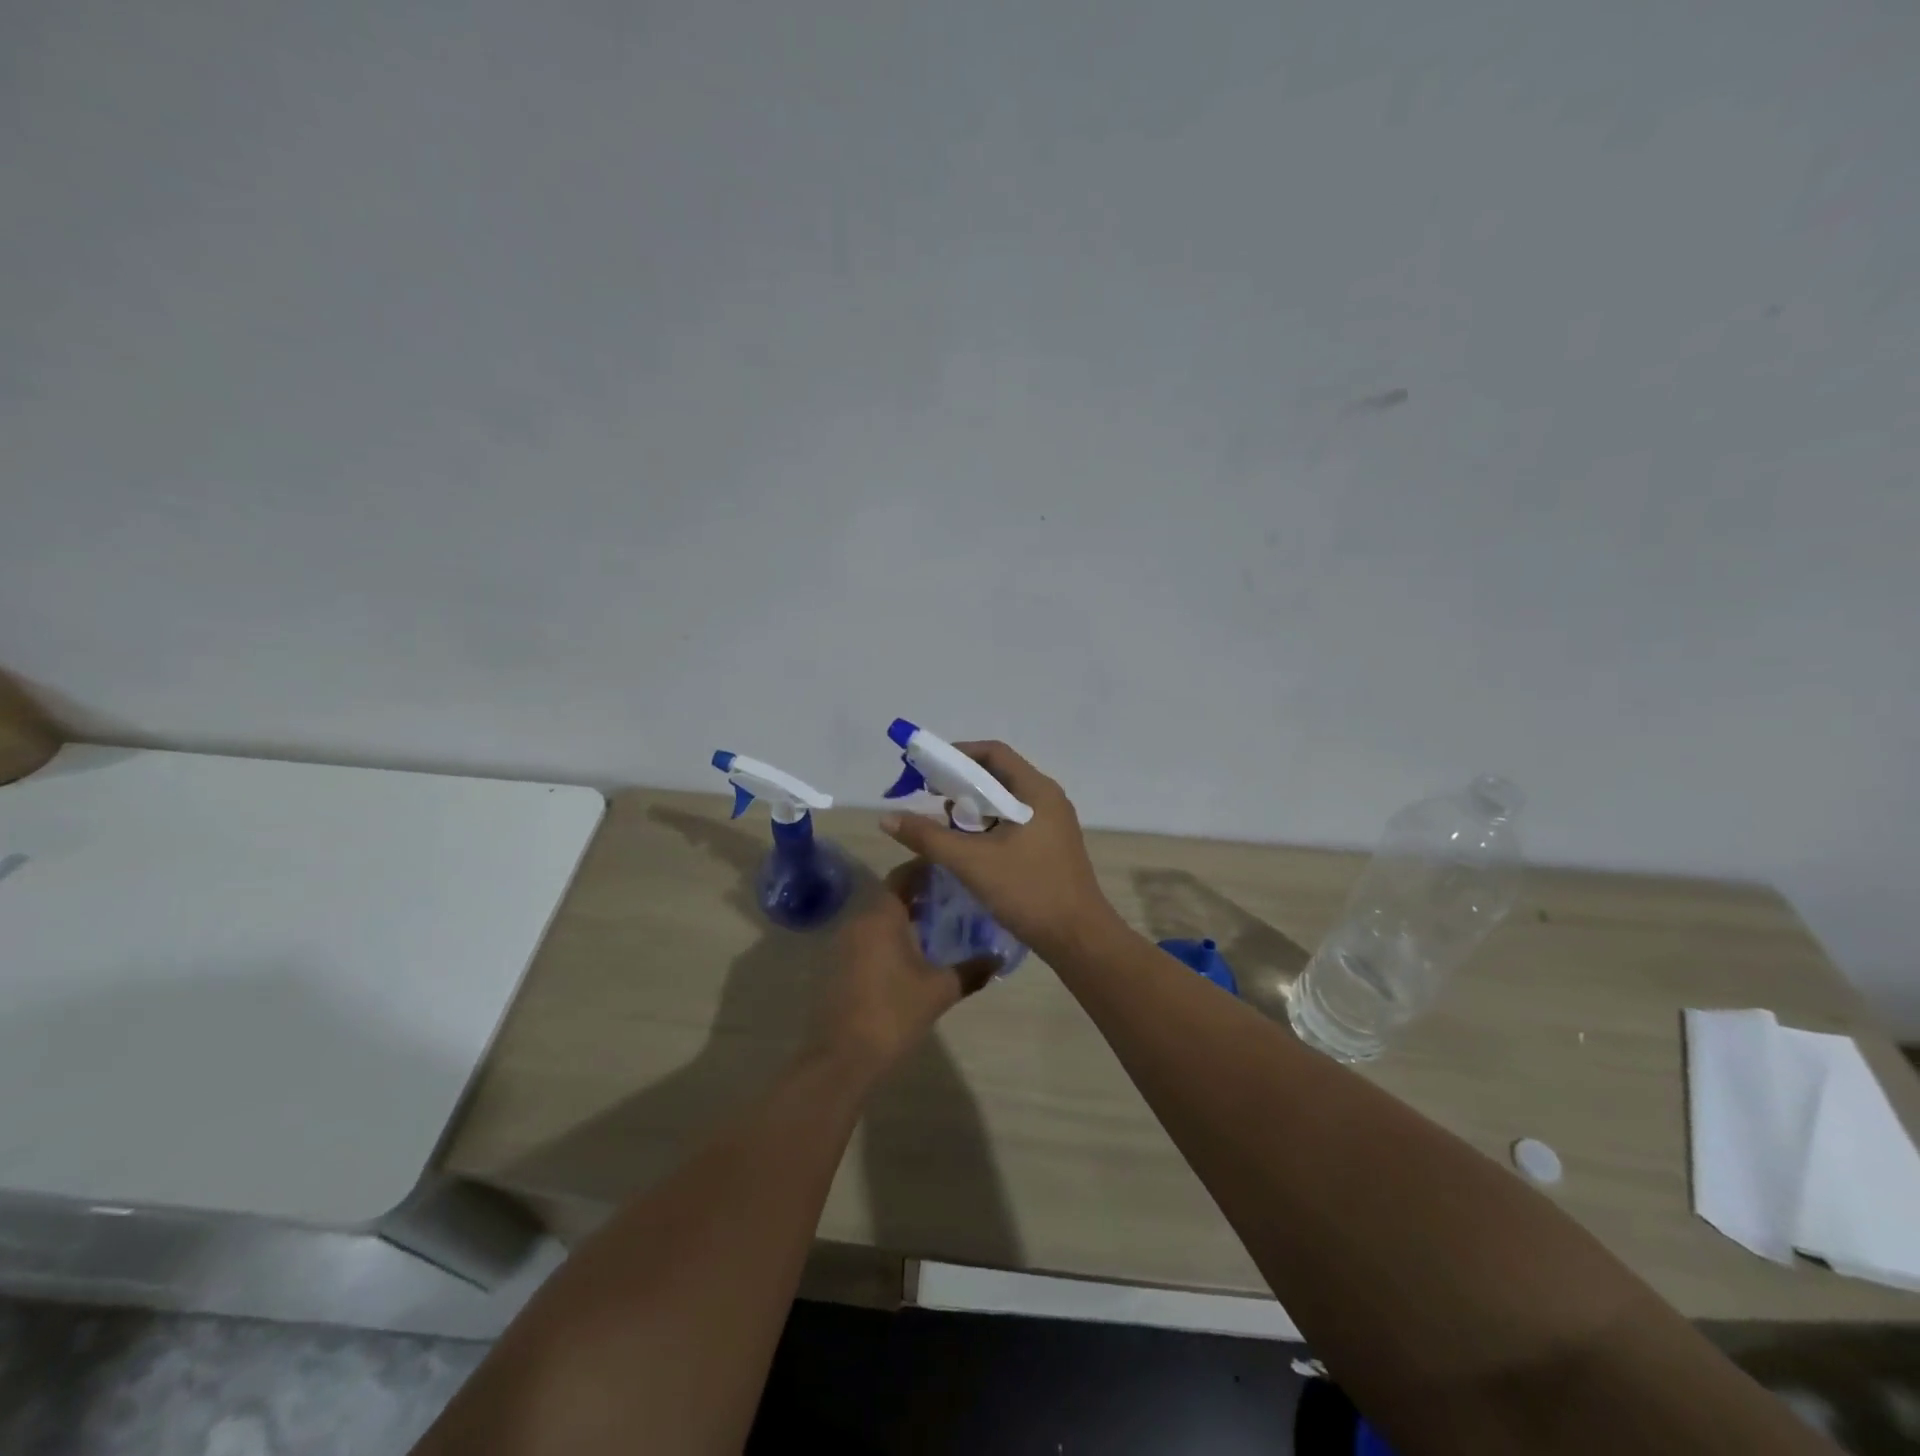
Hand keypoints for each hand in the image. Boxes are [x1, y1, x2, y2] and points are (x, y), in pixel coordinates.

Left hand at [806, 864, 993, 1076]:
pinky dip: (891, 934)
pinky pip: (870, 935)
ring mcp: (846, 943)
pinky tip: (914, 952)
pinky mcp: (840, 964)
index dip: (927, 868)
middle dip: (921, 892)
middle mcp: (859, 920)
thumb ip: (971, 970)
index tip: (953, 868)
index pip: (904, 874)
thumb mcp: (940, 990)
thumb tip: (998, 958)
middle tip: (954, 895)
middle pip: (891, 893)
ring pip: (880, 916)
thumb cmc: (893, 1013)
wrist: (842, 1057)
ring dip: (906, 914)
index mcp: (882, 915)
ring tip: (940, 922)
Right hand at [879, 740, 1121, 958]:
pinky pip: (1014, 822)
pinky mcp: (1051, 846)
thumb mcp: (971, 862)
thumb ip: (927, 837)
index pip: (993, 753)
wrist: (1079, 939)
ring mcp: (1053, 824)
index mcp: (1036, 791)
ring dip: (973, 807)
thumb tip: (887, 817)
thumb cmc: (1028, 891)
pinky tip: (968, 847)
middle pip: (998, 775)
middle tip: (929, 796)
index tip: (927, 769)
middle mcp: (1048, 799)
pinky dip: (988, 826)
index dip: (958, 754)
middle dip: (961, 783)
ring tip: (944, 824)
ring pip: (1005, 802)